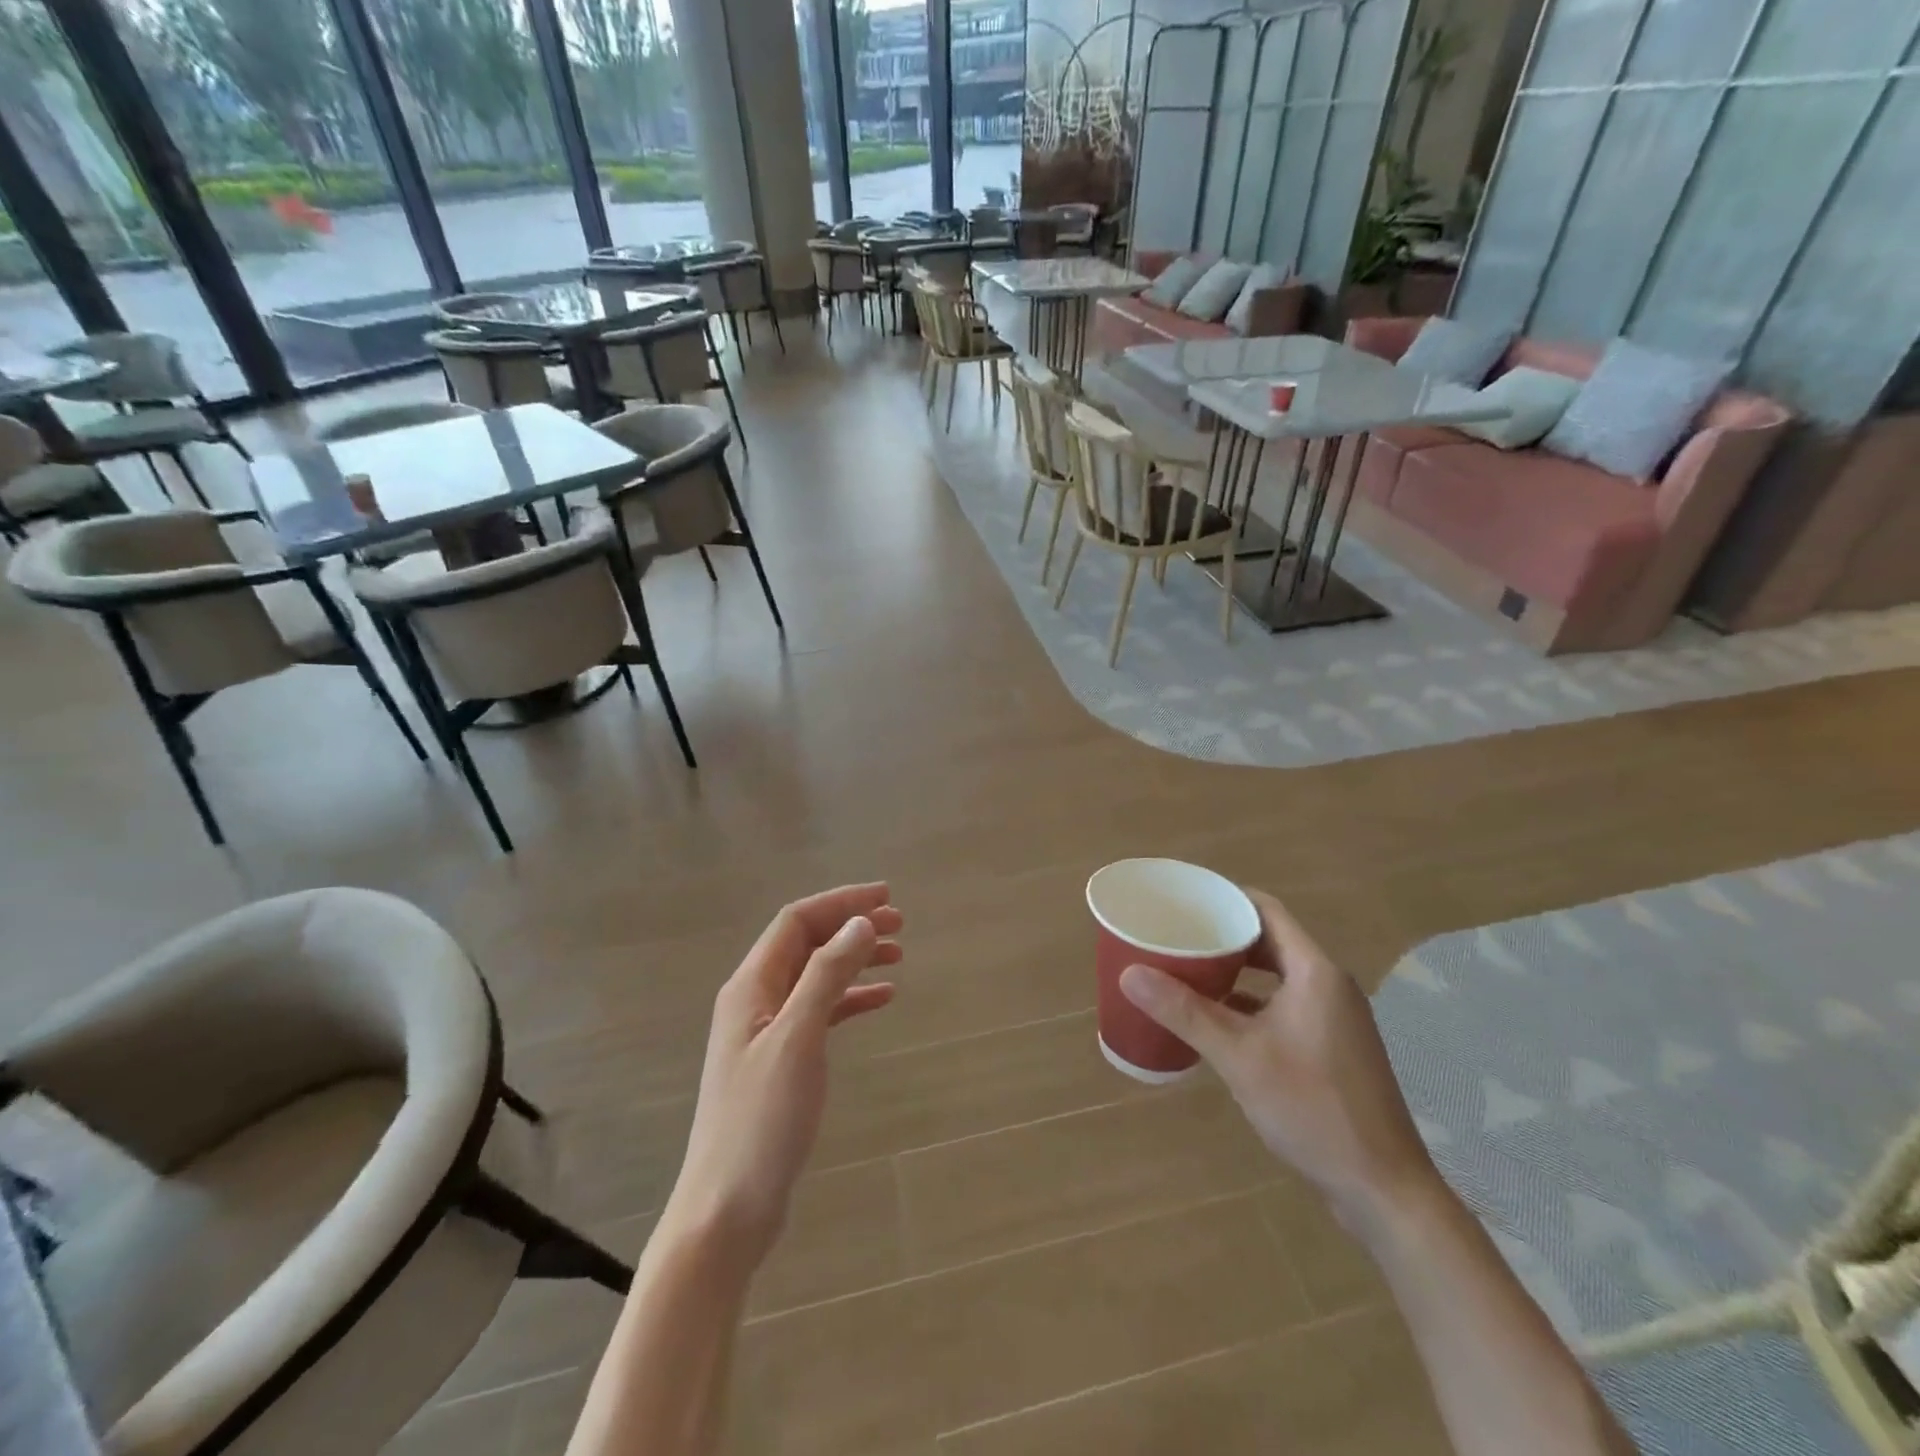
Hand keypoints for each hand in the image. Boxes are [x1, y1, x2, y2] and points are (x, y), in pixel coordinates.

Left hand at [665, 883, 903, 1264]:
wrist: (727, 1210)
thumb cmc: (760, 1121)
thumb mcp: (797, 1039)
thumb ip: (827, 977)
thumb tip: (860, 924)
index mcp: (751, 986)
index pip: (796, 921)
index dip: (841, 902)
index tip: (886, 898)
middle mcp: (756, 999)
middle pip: (807, 944)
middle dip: (851, 926)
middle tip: (900, 923)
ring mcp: (768, 1032)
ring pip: (817, 976)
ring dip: (855, 959)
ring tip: (899, 955)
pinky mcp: (782, 1061)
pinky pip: (821, 1011)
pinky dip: (851, 998)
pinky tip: (882, 999)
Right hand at [1119, 891, 1438, 1228]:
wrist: (1383, 1189)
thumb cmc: (1312, 1108)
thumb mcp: (1239, 1057)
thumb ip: (1185, 1012)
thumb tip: (1131, 974)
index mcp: (1315, 972)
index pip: (1267, 910)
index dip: (1225, 898)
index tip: (1184, 899)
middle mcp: (1329, 985)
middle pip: (1270, 941)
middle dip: (1224, 935)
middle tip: (1177, 935)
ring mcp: (1334, 1018)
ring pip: (1276, 975)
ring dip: (1236, 970)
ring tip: (1188, 970)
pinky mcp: (1333, 1048)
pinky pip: (1284, 1005)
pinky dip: (1251, 1002)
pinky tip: (1217, 1020)